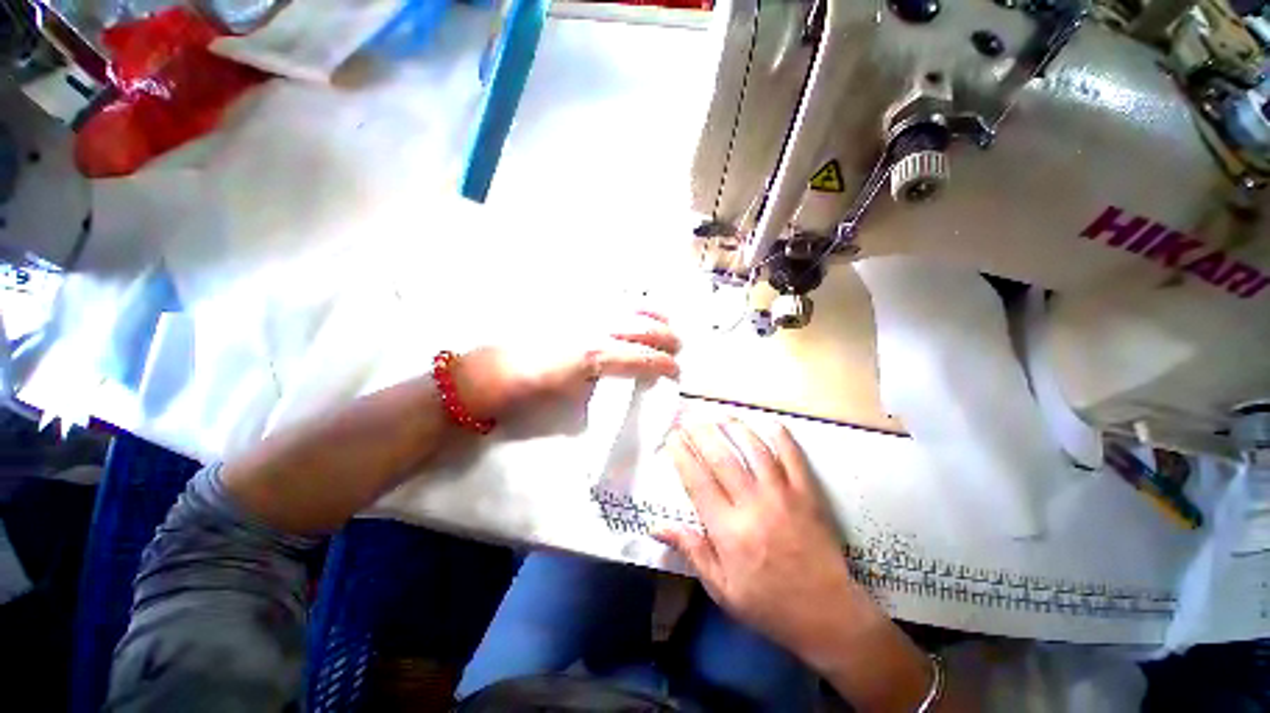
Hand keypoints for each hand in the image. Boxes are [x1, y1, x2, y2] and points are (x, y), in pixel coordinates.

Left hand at [454, 311, 679, 420]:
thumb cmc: (530, 394)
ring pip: (629, 306)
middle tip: (676, 347)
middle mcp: (594, 327)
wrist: (490, 372)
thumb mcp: (573, 401)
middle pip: (643, 327)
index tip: (675, 371)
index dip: (664, 365)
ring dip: (652, 315)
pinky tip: (634, 307)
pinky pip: (608, 297)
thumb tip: (627, 379)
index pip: (643, 358)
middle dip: (666, 337)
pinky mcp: (572, 305)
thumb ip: (605, 385)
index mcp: (595, 355)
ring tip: (663, 322)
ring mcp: (583, 312)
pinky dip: (629, 302)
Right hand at [656, 417, 860, 659]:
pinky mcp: (807, 494)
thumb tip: (657, 527)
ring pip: (755, 451)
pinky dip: (782, 438)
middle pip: (722, 458)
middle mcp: (753, 505)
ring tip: (721, 416)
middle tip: (688, 418)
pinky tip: (771, 424)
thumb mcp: (722, 589)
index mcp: (728, 530)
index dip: (682, 455)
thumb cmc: (768, 604)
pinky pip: (793, 458)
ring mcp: (783, 496)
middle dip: (702, 433)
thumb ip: (691, 551)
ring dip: (736, 429)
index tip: (672, 438)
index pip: (697, 481)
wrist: (827, 614)